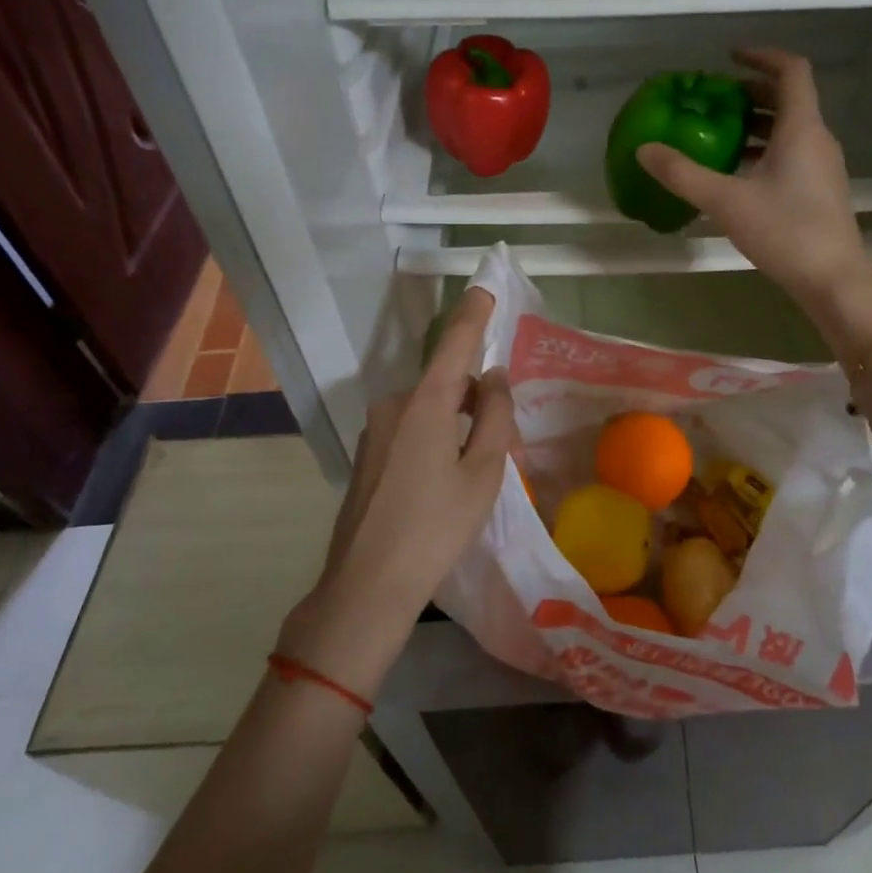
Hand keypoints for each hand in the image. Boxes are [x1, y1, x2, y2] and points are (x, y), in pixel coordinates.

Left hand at [276, 286, 516, 699]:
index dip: (474, 313)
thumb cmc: (436, 527)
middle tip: (505, 445)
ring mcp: (375, 430)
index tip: (486, 285)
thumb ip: (496, 416)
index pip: (455, 342)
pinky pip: (411, 429)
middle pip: (447, 382)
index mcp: (425, 403)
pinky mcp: (367, 454)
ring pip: (430, 409)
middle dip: (478, 399)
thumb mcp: (483, 472)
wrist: (366, 586)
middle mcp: (394, 404)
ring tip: (476, 472)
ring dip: (458, 423)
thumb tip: (495, 376)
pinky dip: (436, 439)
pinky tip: (443, 483)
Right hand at [638, 49, 871, 311]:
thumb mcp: (726, 201)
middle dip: (751, 92)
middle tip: (714, 100)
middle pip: (788, 98)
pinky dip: (765, 150)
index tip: (729, 57)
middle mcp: (817, 139)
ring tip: (718, 134)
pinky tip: (737, 173)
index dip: (762, 56)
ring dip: (756, 123)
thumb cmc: (785, 231)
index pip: (791, 70)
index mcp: (801, 128)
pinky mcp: (820, 190)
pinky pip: (792, 153)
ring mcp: (822, 166)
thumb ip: (682, 174)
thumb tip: (644, 150)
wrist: (833, 280)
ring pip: (789, 129)